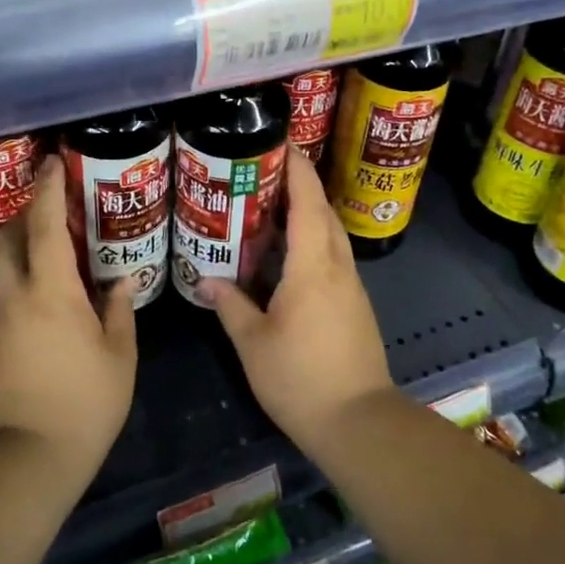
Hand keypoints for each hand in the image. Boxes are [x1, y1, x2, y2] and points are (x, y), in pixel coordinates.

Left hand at [0, 155, 137, 491]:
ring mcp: (3, 319)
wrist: (29, 456)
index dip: (48, 190)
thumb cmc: (85, 402)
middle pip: (8, 238)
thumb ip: (119, 311)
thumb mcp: (118, 355)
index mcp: (52, 292)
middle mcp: (19, 296)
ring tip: (56, 240)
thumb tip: (122, 281)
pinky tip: (51, 285)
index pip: (46, 227)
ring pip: (4, 264)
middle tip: (53, 203)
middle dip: (25, 212)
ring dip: (23, 242)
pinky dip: (25, 271)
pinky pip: (9, 289)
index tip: (51, 162)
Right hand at [202, 147, 393, 454]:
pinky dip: (313, 240)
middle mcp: (337, 267)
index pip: (307, 203)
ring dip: (309, 212)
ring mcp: (351, 286)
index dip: (297, 169)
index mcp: (312, 267)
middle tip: (268, 169)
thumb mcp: (253, 343)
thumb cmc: (301, 379)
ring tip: (273, 205)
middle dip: (301, 183)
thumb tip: (205, 281)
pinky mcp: (355, 305)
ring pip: (331, 234)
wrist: (359, 422)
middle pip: (323, 212)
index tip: (283, 142)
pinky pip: (333, 257)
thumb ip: (230, 306)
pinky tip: (289, 254)